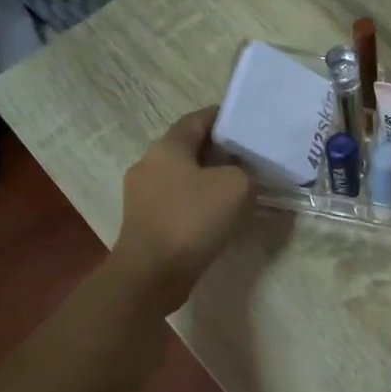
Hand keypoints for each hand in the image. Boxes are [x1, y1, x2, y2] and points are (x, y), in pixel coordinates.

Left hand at [111, 108, 252, 315]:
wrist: (152, 274)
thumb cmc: (192, 219)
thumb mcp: (235, 187)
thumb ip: (244, 172)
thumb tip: (241, 176)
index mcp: (167, 147)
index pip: (196, 119)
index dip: (222, 117)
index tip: (246, 124)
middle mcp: (149, 164)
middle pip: (188, 148)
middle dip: (218, 151)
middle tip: (248, 158)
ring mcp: (141, 195)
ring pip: (182, 177)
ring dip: (207, 179)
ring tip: (237, 189)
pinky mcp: (144, 222)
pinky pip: (176, 202)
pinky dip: (197, 202)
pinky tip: (217, 215)